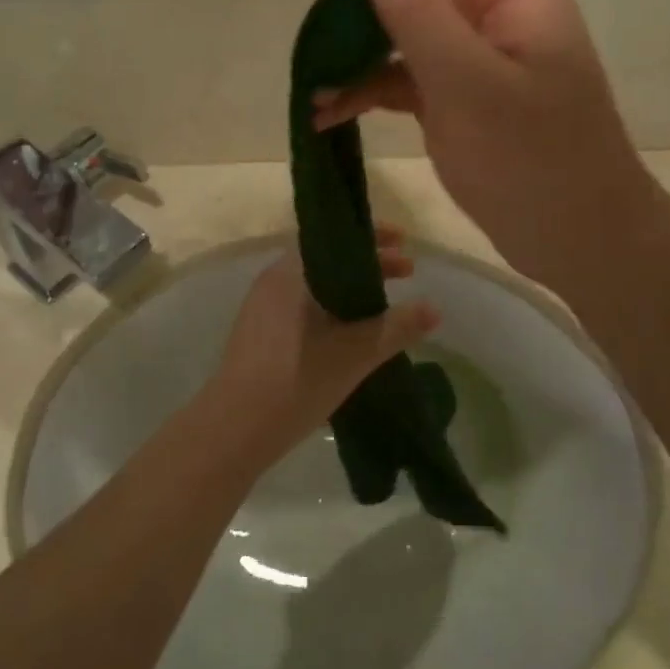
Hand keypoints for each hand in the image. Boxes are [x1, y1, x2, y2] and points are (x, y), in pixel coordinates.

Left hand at [205, 228, 438, 463]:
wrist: (235, 429)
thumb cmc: (296, 378)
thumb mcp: (355, 353)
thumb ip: (396, 327)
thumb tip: (434, 308)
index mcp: (289, 273)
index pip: (335, 239)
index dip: (374, 239)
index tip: (405, 244)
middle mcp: (272, 283)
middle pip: (327, 261)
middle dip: (369, 265)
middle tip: (407, 273)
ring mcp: (262, 311)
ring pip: (316, 287)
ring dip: (351, 290)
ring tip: (385, 304)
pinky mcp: (259, 337)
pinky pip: (304, 308)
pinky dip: (333, 310)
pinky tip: (353, 334)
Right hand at [313, 0, 653, 293]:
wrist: (576, 240)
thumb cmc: (535, 164)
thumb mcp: (471, 87)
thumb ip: (422, 11)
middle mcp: (491, 4)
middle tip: (326, 33)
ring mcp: (471, 51)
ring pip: (403, 14)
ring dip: (355, 39)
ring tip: (314, 80)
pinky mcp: (452, 93)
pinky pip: (400, 69)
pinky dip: (364, 84)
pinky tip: (327, 113)